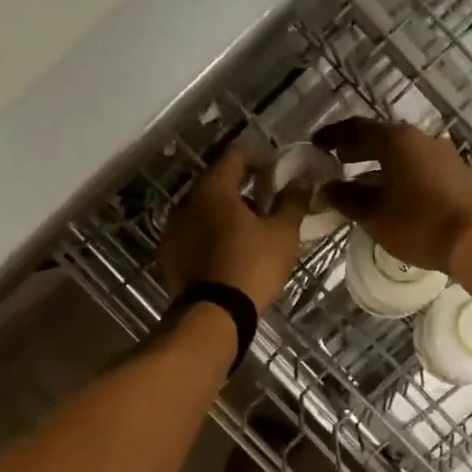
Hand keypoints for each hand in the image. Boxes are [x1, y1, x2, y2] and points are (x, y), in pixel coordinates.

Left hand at [159, 143, 309, 313]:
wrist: (212, 316)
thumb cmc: (252, 268)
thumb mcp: (283, 234)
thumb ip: (293, 200)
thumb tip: (303, 178)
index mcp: (214, 189)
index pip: (236, 155)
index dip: (261, 158)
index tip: (277, 173)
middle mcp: (186, 201)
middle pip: (217, 181)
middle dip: (243, 186)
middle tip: (267, 202)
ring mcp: (172, 228)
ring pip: (203, 207)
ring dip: (225, 211)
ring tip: (249, 230)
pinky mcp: (168, 253)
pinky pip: (192, 232)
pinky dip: (210, 233)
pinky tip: (227, 251)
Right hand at [313, 118, 471, 271]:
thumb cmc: (419, 223)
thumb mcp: (374, 215)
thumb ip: (346, 199)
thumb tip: (327, 188)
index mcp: (396, 140)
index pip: (356, 128)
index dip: (333, 135)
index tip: (315, 144)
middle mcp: (420, 138)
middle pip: (380, 138)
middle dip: (355, 149)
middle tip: (334, 162)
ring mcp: (442, 154)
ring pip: (400, 153)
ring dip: (377, 164)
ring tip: (358, 182)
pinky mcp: (455, 173)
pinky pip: (416, 166)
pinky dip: (397, 174)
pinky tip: (389, 194)